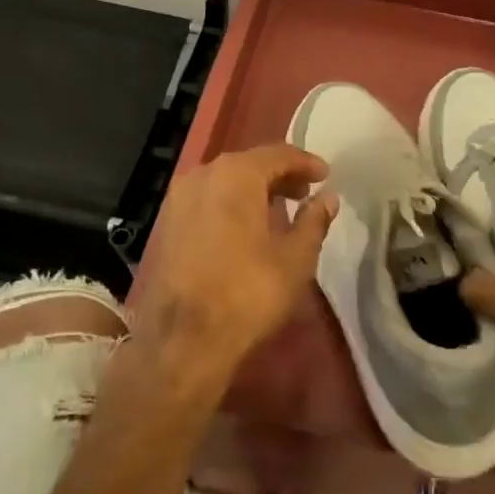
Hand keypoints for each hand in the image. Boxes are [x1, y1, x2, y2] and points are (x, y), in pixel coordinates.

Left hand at [128, 144, 338, 398]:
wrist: (183, 340)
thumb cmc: (249, 292)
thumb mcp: (296, 257)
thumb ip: (314, 220)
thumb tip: (328, 198)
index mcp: (236, 174)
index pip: (279, 154)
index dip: (306, 162)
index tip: (326, 175)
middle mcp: (202, 175)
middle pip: (248, 164)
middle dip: (279, 175)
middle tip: (305, 192)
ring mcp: (178, 199)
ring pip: (224, 181)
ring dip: (253, 190)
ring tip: (279, 210)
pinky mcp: (166, 224)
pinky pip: (207, 200)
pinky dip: (230, 204)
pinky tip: (246, 228)